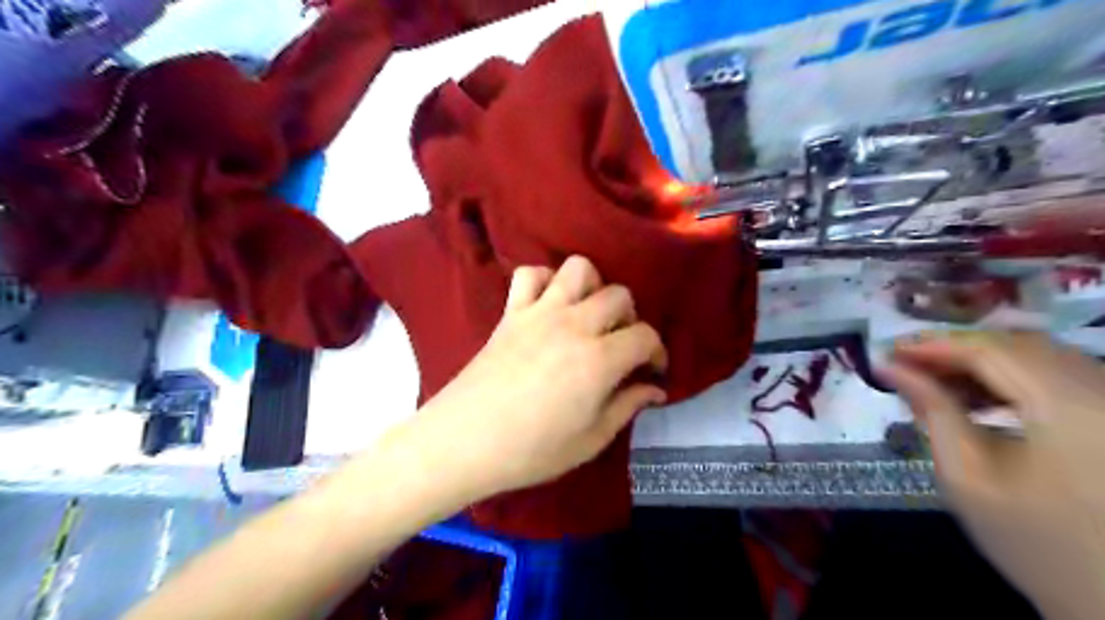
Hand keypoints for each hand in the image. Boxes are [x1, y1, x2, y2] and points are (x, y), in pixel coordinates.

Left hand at [390, 257, 663, 503]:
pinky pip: (529, 274)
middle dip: (629, 319)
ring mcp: (540, 312)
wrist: (464, 441)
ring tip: (588, 315)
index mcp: (600, 359)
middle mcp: (575, 325)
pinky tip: (548, 305)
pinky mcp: (511, 312)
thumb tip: (654, 389)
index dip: (657, 352)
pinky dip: (544, 281)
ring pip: (578, 269)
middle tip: (619, 345)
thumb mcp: (591, 439)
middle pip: (619, 296)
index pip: (645, 337)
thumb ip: (627, 407)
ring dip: (592, 287)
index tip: (652, 370)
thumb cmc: (531, 450)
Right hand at [886, 332, 1104, 617]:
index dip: (934, 346)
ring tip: (933, 381)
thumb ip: (932, 412)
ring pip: (1043, 359)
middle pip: (1020, 348)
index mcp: (1073, 410)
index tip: (887, 353)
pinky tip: (980, 398)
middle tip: (903, 364)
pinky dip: (1014, 380)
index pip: (992, 352)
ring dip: (982, 364)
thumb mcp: (967, 477)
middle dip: (955, 351)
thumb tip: (892, 369)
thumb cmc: (1035, 545)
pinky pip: (1063, 379)